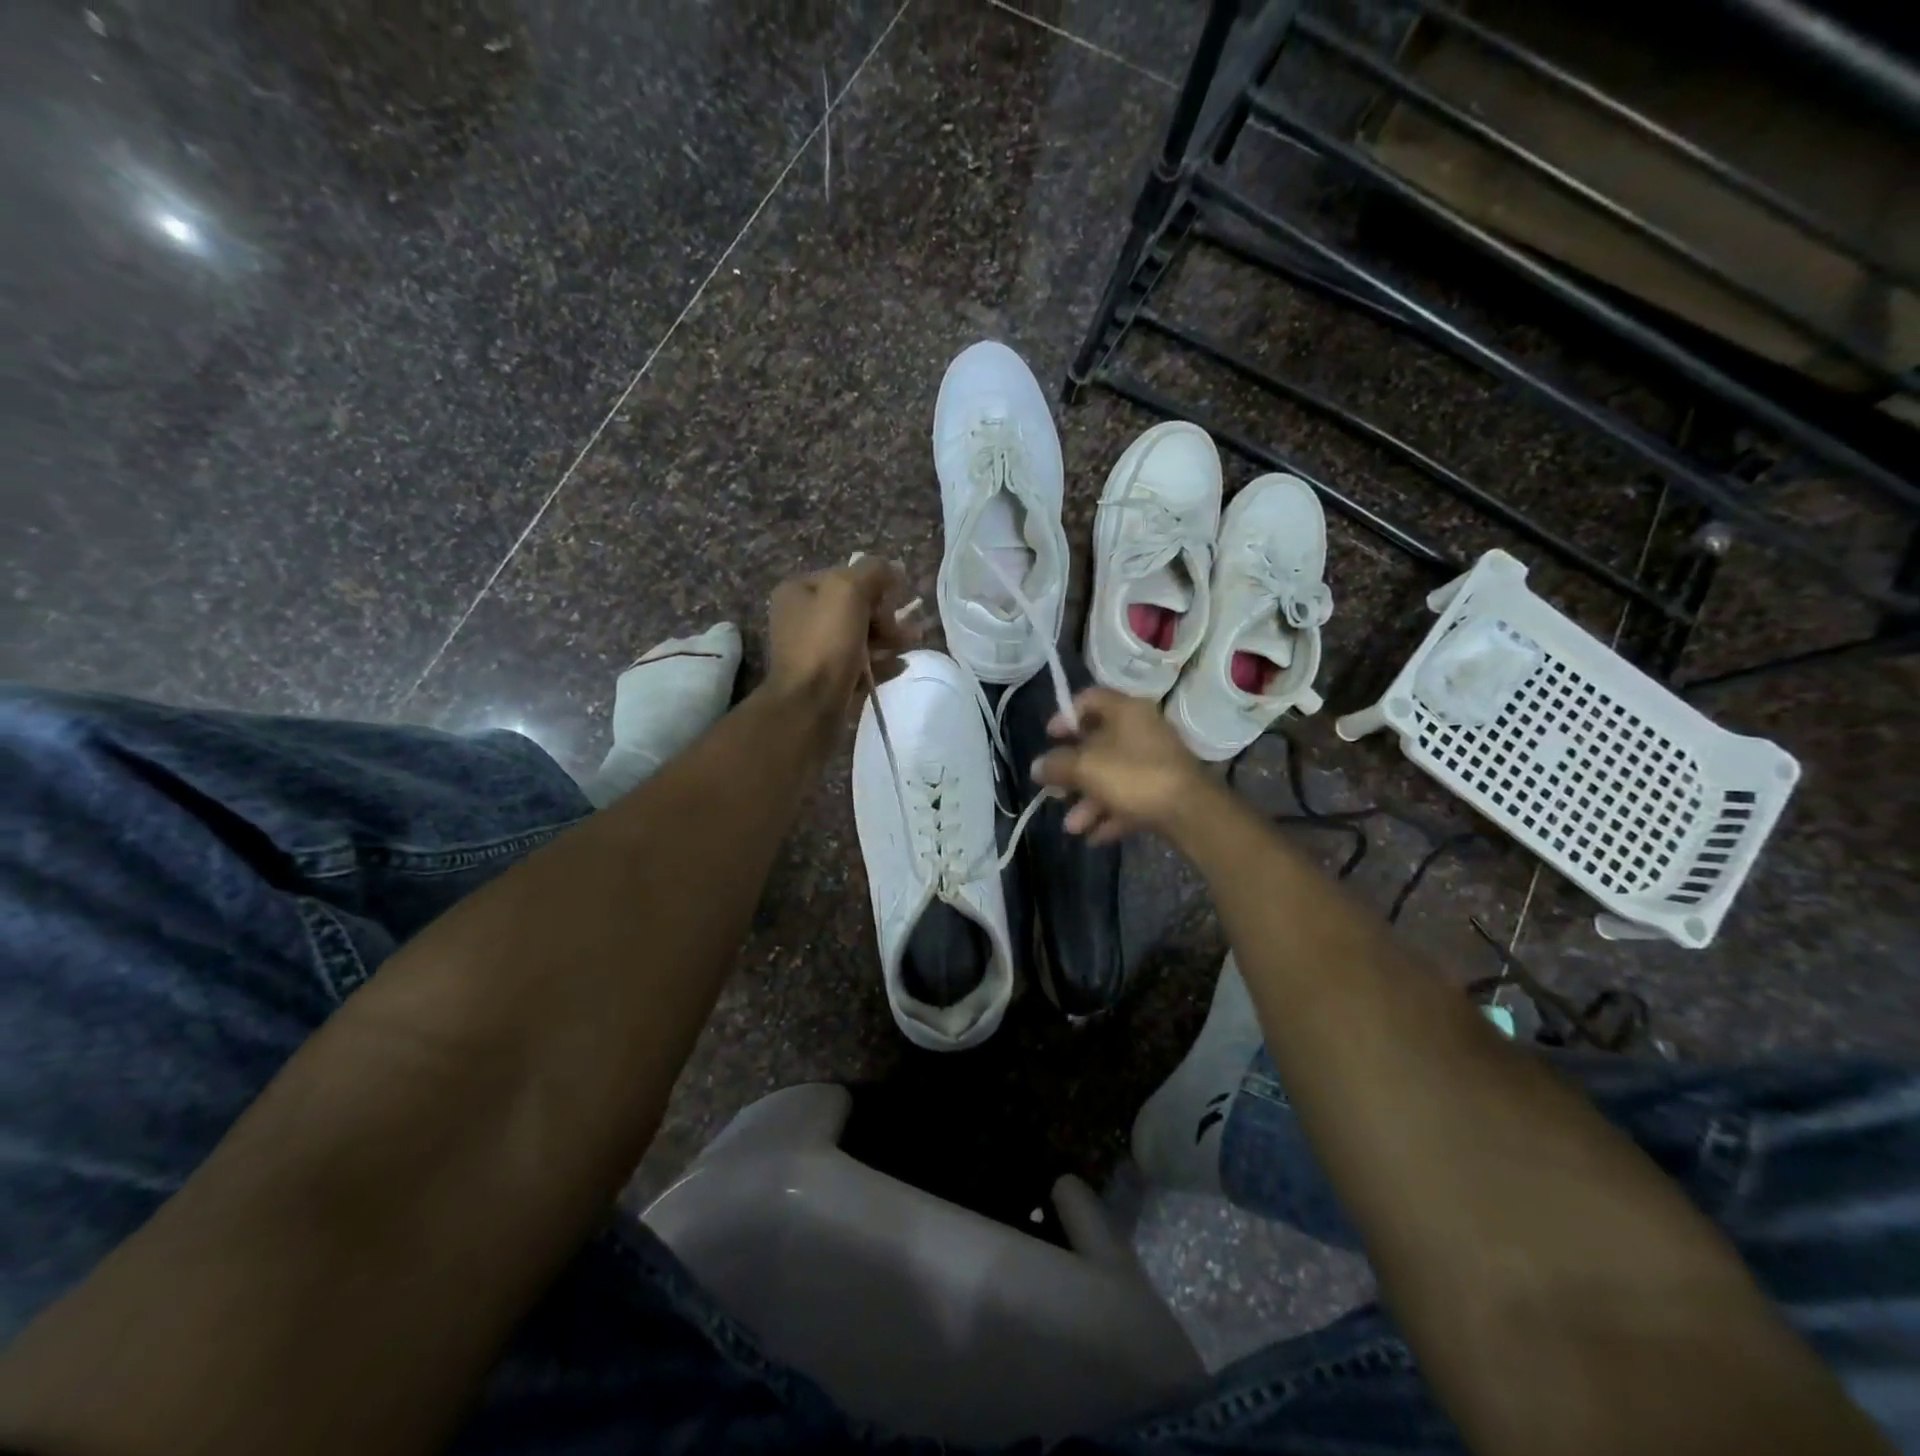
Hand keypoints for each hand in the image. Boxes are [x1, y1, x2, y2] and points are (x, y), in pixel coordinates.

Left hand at [766, 557, 918, 711]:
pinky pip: (860, 665)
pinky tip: (899, 667)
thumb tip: (893, 568)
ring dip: (888, 639)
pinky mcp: (827, 680)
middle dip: (885, 616)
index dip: (875, 585)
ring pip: (860, 637)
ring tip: (910, 645)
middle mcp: (801, 618)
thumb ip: (873, 571)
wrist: (809, 705)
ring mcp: (813, 651)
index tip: (896, 599)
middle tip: (905, 629)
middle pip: (855, 608)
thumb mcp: (849, 591)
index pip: (845, 576)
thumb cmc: (826, 642)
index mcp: (798, 591)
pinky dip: (881, 664)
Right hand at [1030, 687, 1212, 843]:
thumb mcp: (1086, 768)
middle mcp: (1142, 731)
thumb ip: (1057, 765)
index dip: (1065, 716)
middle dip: (1073, 773)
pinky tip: (1094, 837)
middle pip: (1098, 744)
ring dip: (1089, 802)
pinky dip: (1111, 814)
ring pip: (1112, 776)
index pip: (1090, 699)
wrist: (1191, 813)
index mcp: (1126, 711)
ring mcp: (1155, 761)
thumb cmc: (1134, 776)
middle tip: (1055, 790)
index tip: (1049, 738)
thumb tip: (1036, 766)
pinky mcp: (1164, 790)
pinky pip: (1130, 798)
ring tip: (1073, 827)